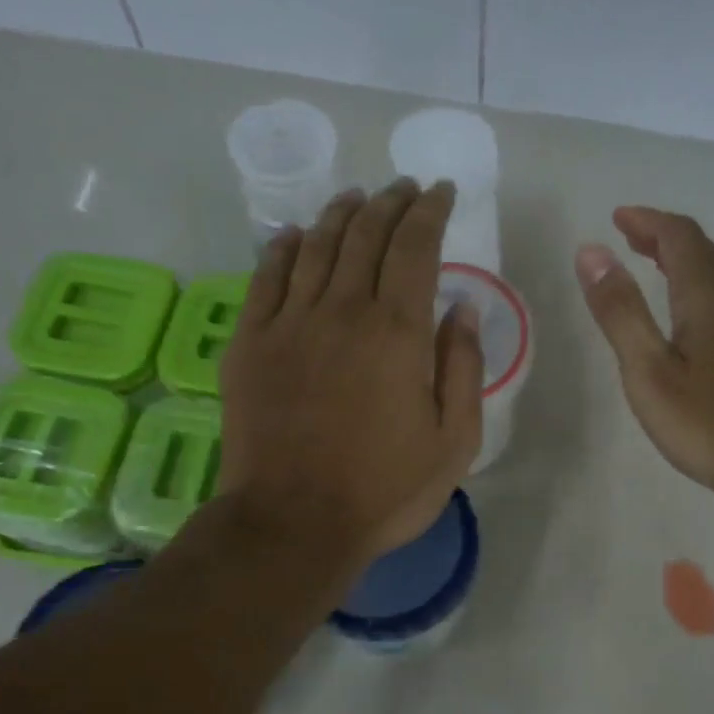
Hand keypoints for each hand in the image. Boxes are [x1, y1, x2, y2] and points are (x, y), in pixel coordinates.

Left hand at [218, 179, 483, 570]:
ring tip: (357, 200)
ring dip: (340, 214)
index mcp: (398, 333)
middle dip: (390, 203)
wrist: (294, 523)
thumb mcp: (454, 443)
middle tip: (403, 190)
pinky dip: (282, 247)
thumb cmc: (385, 491)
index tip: (440, 193)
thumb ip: (463, 369)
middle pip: (366, 235)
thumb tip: (463, 307)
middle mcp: (342, 310)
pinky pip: (265, 276)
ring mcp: (289, 323)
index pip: (416, 248)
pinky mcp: (250, 343)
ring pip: (316, 245)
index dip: (431, 212)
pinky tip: (293, 236)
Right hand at [576, 207, 713, 517]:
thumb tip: (591, 252)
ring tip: (650, 266)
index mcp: (709, 294)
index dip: (647, 221)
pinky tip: (687, 317)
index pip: (679, 235)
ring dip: (681, 262)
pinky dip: (698, 289)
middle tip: (628, 237)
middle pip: (701, 250)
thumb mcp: (650, 372)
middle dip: (662, 237)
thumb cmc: (711, 425)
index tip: (617, 217)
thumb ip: (621, 312)